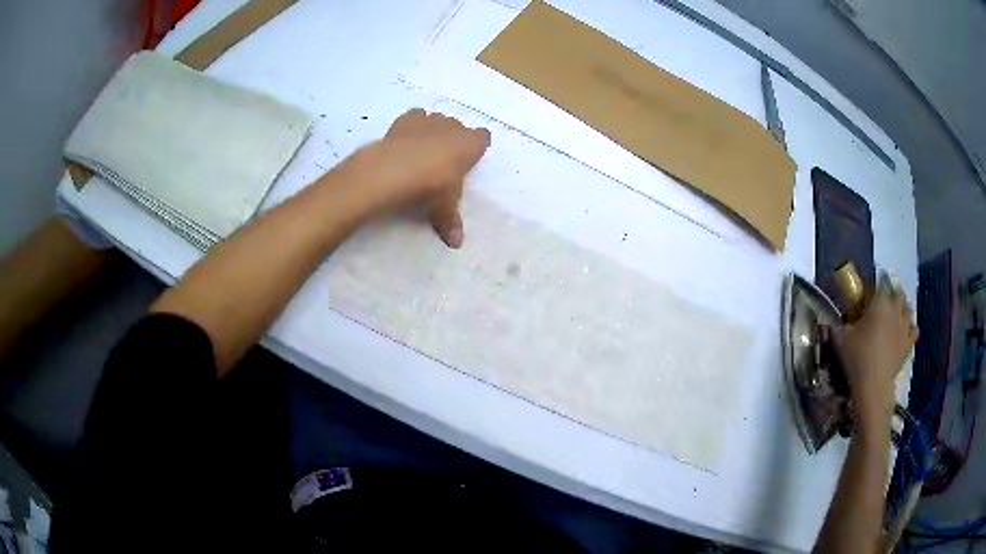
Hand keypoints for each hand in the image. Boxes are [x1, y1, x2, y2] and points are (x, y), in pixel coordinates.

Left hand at [338, 109, 490, 247]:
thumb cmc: (431, 185)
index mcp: (470, 144)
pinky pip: (415, 116)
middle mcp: (453, 126)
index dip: (476, 147)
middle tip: (442, 161)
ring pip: (437, 119)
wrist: (394, 168)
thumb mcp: (443, 206)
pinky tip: (404, 141)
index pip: (483, 138)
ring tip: (422, 151)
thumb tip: (456, 244)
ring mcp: (429, 119)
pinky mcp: (405, 119)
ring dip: (433, 131)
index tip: (468, 160)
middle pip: (459, 127)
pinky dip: (412, 126)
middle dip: (453, 140)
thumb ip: (449, 221)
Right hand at [836, 274, 916, 432]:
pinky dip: (910, 328)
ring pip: (908, 309)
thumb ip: (836, 325)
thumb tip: (826, 319)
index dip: (879, 279)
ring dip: (902, 308)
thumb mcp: (841, 340)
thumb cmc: (857, 358)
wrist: (874, 386)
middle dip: (893, 292)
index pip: (883, 281)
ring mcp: (905, 327)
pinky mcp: (909, 344)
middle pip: (899, 292)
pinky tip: (904, 332)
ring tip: (896, 314)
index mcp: (880, 302)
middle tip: (885, 299)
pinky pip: (914, 330)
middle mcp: (895, 309)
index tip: (874, 284)